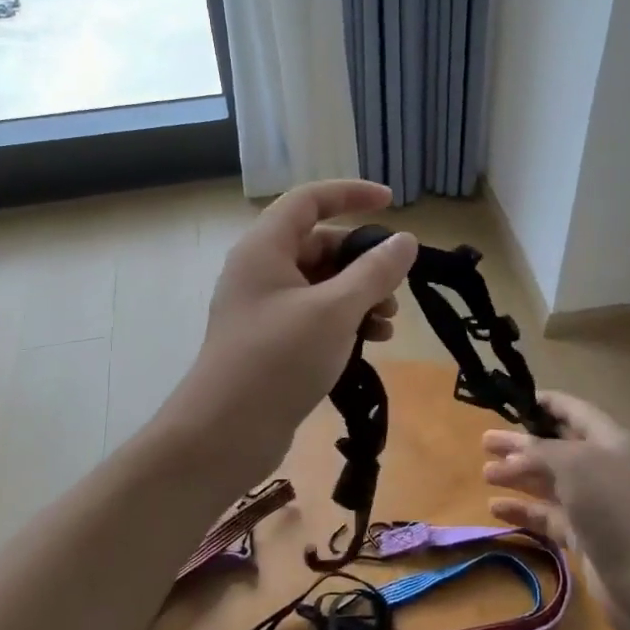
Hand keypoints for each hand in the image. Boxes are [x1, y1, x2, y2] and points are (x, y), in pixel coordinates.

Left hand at [182, 179, 417, 475]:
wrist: (224, 435)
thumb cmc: (278, 360)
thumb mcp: (335, 311)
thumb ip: (374, 272)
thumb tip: (405, 241)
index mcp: (265, 248)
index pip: (310, 200)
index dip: (351, 194)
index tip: (392, 202)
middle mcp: (262, 270)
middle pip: (320, 244)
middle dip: (363, 261)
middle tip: (396, 285)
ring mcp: (265, 307)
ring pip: (322, 283)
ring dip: (359, 294)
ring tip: (388, 321)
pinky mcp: (272, 340)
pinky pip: (316, 314)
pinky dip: (345, 319)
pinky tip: (373, 340)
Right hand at [482, 393, 629, 629]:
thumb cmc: (615, 510)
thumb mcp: (575, 465)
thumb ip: (541, 451)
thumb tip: (515, 452)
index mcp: (609, 440)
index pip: (573, 411)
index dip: (544, 403)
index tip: (510, 402)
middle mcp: (603, 468)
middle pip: (556, 447)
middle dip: (521, 442)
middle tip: (485, 441)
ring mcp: (594, 505)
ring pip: (550, 482)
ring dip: (518, 475)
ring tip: (485, 473)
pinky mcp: (585, 538)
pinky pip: (548, 517)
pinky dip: (524, 511)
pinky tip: (496, 509)